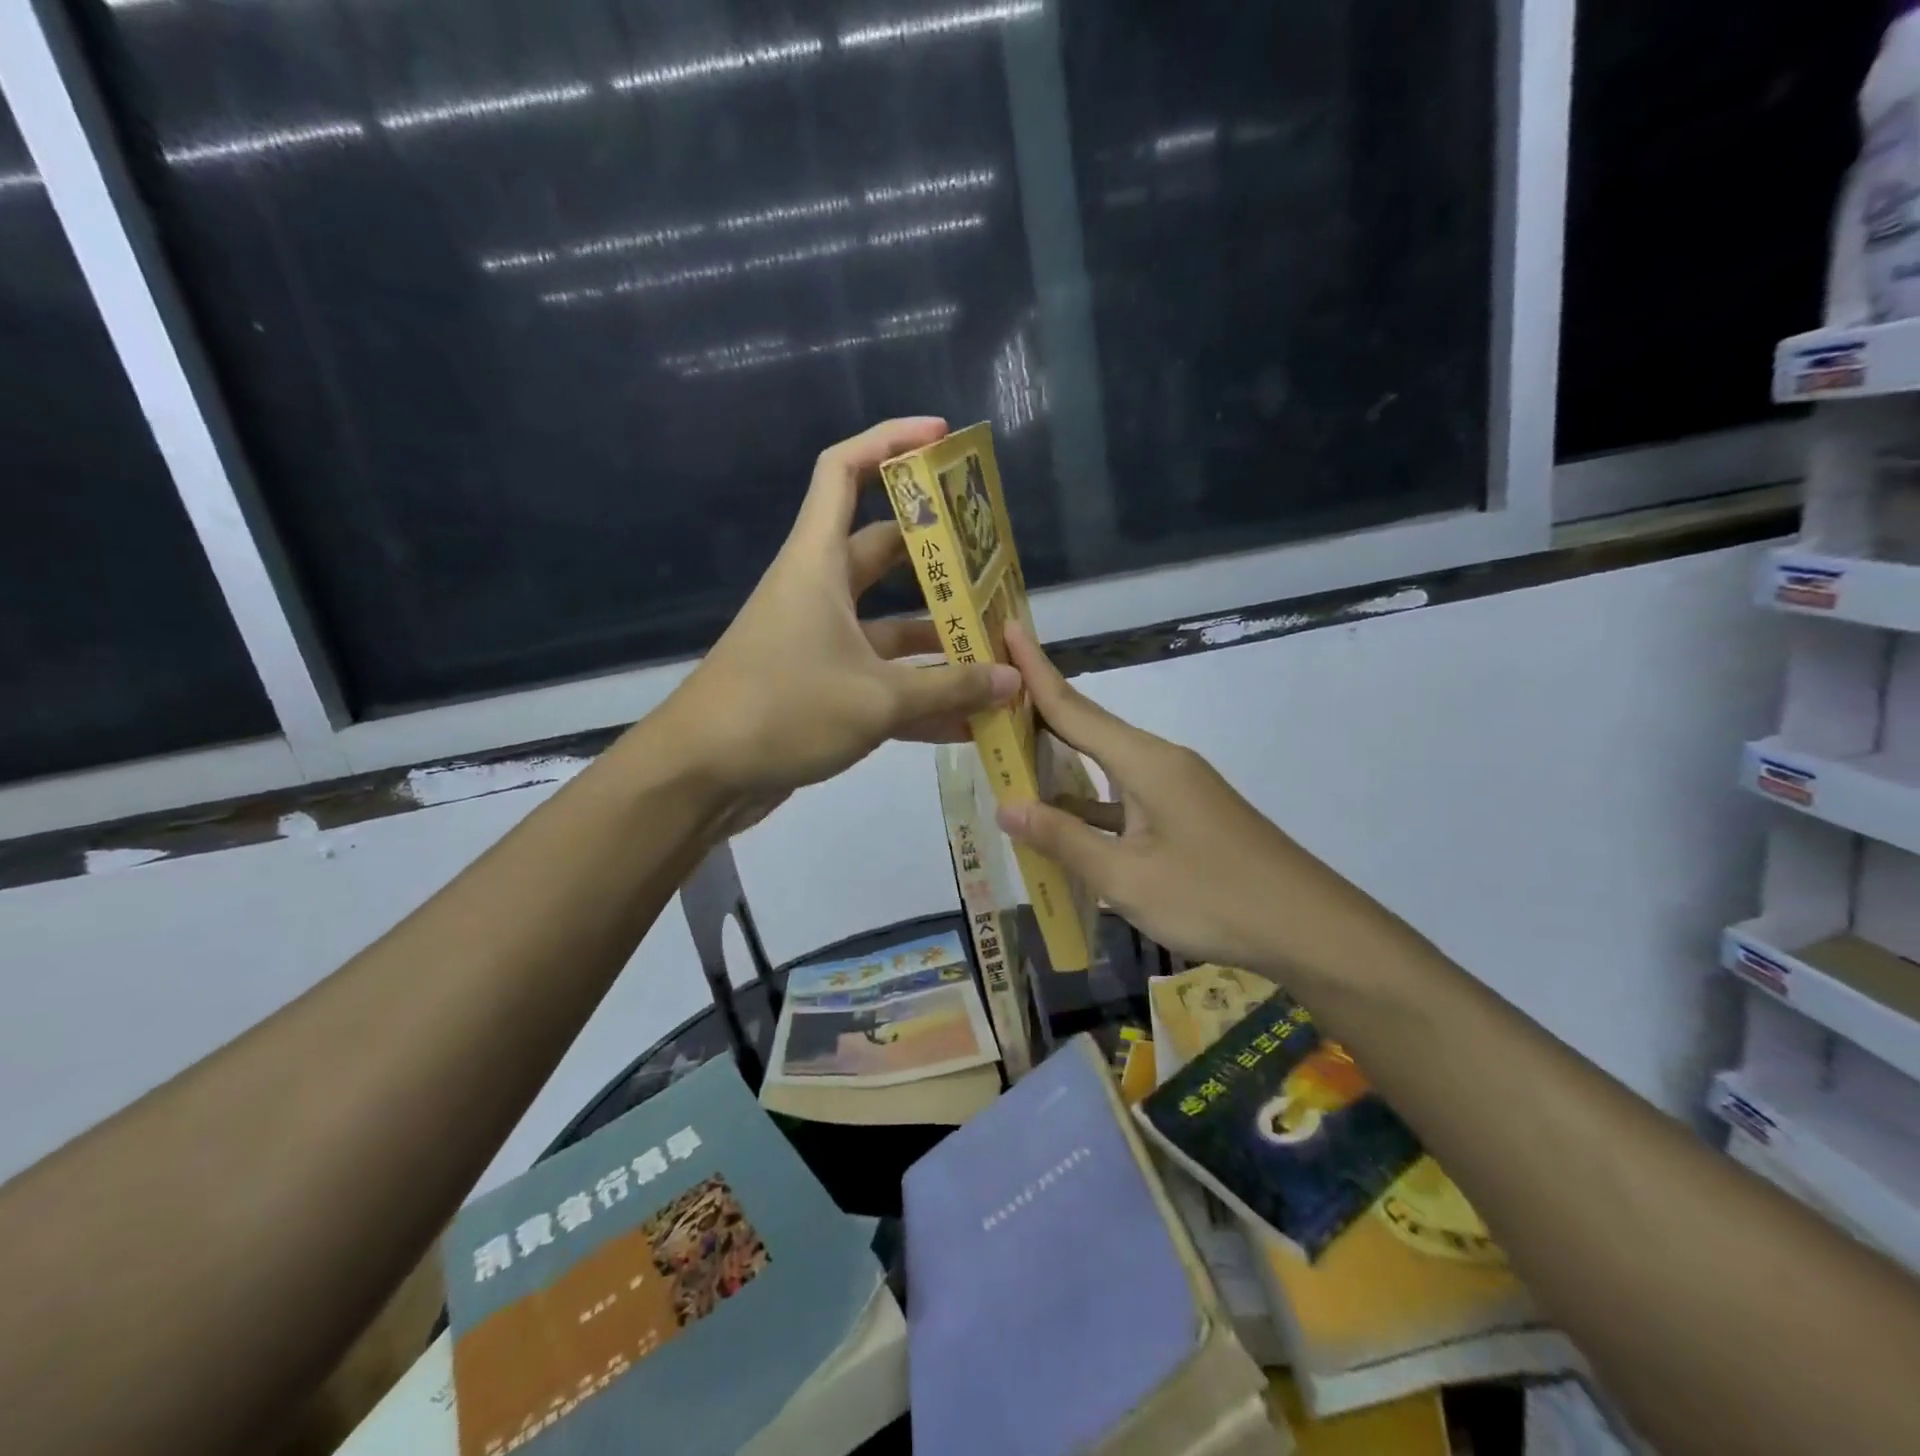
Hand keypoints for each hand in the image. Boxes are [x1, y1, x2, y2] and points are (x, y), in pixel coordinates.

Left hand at [664, 418, 1018, 806]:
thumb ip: (949, 688)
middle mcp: (819, 591)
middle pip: (883, 550)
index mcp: (818, 564)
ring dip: (938, 636)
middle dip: (938, 556)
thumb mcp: (876, 699)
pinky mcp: (823, 687)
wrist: (701, 775)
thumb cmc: (783, 710)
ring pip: (890, 623)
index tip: (940, 437)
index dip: (889, 441)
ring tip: (997, 647)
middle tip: (993, 565)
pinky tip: (969, 718)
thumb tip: (1013, 682)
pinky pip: (882, 678)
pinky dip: (920, 693)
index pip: (844, 471)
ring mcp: (820, 641)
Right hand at [996, 623, 1376, 982]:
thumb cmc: (1213, 898)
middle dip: (1039, 708)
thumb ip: (1064, 839)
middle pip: (1088, 727)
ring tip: (1010, 751)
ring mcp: (1177, 789)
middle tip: (991, 691)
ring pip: (1105, 765)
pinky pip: (1124, 796)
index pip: (1074, 707)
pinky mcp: (1186, 815)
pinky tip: (1063, 818)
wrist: (1309, 928)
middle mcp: (1160, 762)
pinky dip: (1090, 801)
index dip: (1034, 671)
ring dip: (1061, 759)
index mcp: (1144, 762)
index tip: (1006, 628)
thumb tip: (1006, 806)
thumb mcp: (1126, 877)